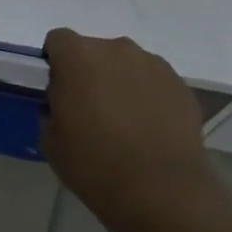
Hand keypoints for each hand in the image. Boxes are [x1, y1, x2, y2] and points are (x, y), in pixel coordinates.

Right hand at [43, 29, 215, 222]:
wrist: (162, 191)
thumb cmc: (94, 163)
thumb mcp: (51, 139)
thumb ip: (53, 108)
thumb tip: (65, 103)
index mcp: (78, 56)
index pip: (58, 40)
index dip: (55, 63)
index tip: (58, 91)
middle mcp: (116, 49)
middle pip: (94, 50)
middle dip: (89, 72)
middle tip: (90, 110)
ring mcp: (153, 65)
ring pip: (127, 65)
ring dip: (120, 83)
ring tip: (125, 123)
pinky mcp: (181, 86)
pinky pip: (154, 83)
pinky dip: (148, 98)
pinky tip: (150, 131)